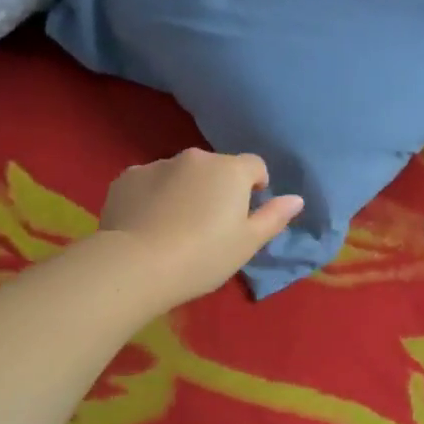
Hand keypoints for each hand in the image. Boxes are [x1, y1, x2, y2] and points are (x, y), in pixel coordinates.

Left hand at [97, 149, 304, 310]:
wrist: (136, 265)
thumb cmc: (203, 256)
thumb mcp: (248, 244)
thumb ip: (274, 217)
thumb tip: (296, 199)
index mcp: (230, 170)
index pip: (255, 165)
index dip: (255, 186)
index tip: (246, 214)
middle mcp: (195, 158)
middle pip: (216, 168)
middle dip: (217, 188)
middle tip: (210, 226)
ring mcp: (157, 164)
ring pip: (180, 174)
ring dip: (184, 190)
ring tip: (175, 227)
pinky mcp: (126, 177)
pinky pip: (149, 182)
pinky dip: (153, 196)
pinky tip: (147, 225)